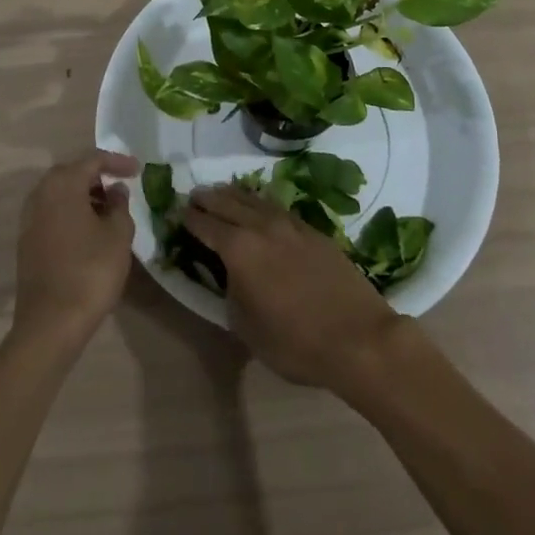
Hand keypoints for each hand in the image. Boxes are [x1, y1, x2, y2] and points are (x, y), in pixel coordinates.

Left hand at [12, 150, 138, 351]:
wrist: (50, 324)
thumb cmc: (90, 271)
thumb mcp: (118, 234)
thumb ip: (120, 205)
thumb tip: (114, 191)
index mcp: (63, 184)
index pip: (94, 160)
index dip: (118, 162)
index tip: (138, 170)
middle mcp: (41, 194)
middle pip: (72, 173)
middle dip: (98, 176)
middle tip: (121, 186)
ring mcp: (29, 219)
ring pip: (60, 194)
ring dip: (84, 195)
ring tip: (109, 210)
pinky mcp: (27, 242)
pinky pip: (52, 213)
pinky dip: (72, 212)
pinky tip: (90, 230)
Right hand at [185, 183, 405, 389]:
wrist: (357, 336)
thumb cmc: (295, 342)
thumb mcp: (247, 328)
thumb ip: (231, 294)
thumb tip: (231, 276)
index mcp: (239, 249)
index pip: (207, 225)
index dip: (190, 218)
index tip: (177, 211)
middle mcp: (262, 227)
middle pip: (229, 203)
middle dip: (209, 198)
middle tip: (194, 195)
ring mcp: (290, 225)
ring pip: (255, 200)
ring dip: (235, 194)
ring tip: (222, 192)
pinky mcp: (313, 230)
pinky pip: (277, 207)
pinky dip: (261, 203)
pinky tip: (260, 207)